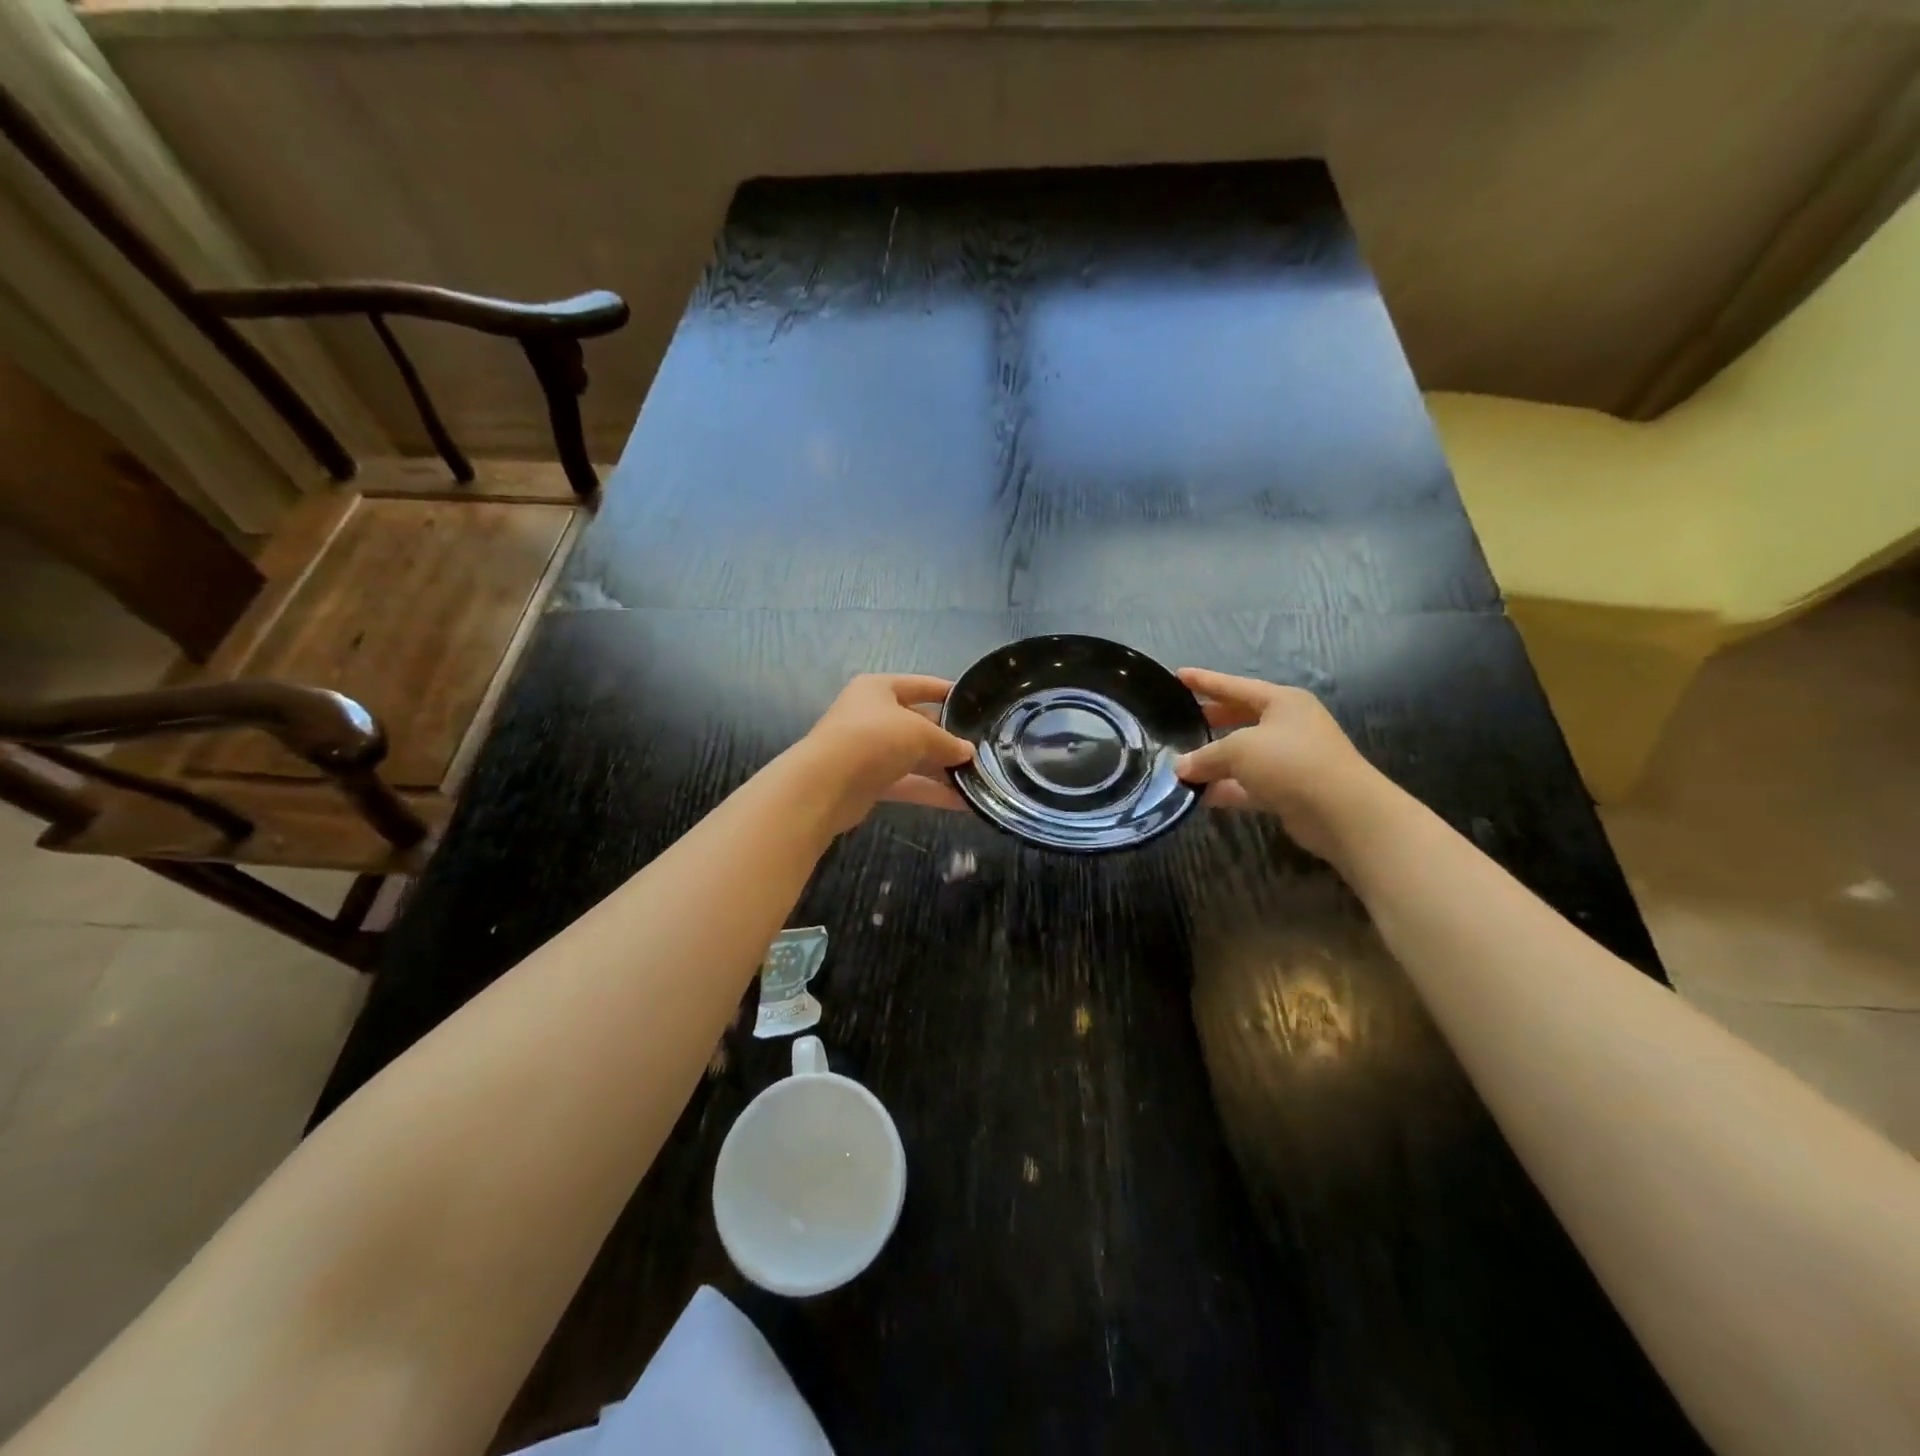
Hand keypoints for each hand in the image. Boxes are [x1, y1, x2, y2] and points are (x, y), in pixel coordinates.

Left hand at [794, 674, 974, 833]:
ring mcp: (868, 750)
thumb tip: (968, 752)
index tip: (974, 703)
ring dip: (942, 768)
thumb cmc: (874, 739)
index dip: (946, 692)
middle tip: (982, 749)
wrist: (825, 785)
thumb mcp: (919, 733)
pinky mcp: (868, 782)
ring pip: (913, 756)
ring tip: (978, 778)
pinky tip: (963, 802)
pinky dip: (931, 791)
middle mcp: (871, 715)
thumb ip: (947, 742)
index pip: (919, 685)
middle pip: (917, 723)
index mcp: (878, 689)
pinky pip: (907, 783)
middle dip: (947, 738)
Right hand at [1174, 668, 1382, 861]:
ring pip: (1244, 756)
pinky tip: (1201, 796)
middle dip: (1211, 722)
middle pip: (1241, 718)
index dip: (1205, 680)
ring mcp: (1291, 760)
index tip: (1178, 675)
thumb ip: (1205, 756)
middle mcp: (1289, 726)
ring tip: (1181, 766)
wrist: (1342, 812)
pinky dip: (1227, 788)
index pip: (1235, 686)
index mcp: (1282, 702)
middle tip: (1180, 722)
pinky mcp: (1290, 791)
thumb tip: (1179, 768)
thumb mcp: (1239, 750)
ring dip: (1215, 762)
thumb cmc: (1290, 762)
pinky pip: (1249, 784)